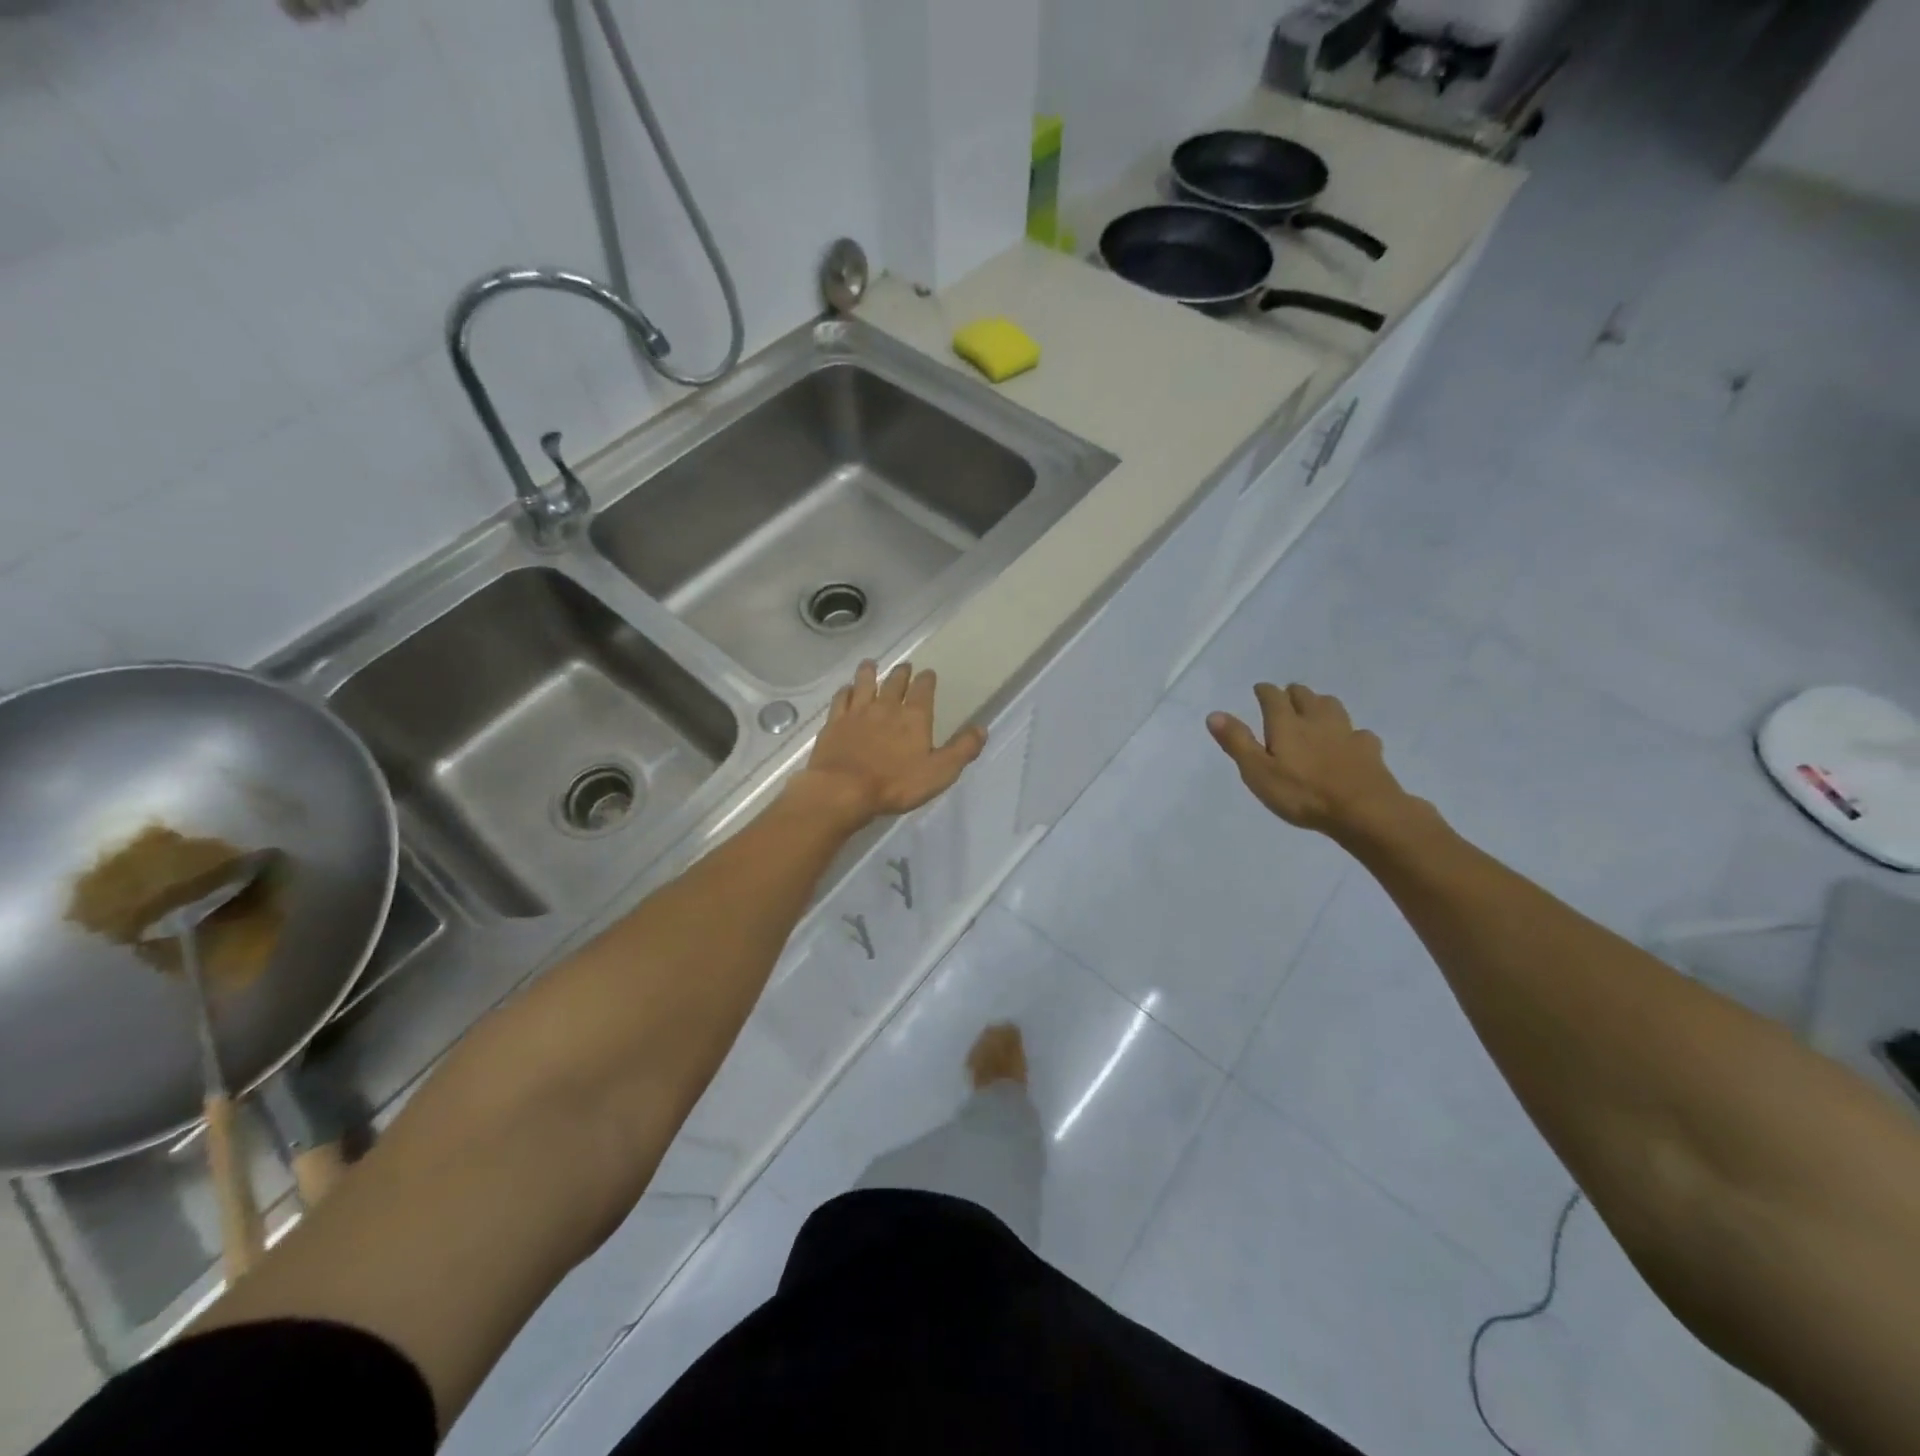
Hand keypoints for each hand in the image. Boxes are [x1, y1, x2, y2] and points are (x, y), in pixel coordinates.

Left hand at [789, 660, 986, 827]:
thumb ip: (962, 749)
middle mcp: (886, 706)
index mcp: (914, 717)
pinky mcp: (835, 722)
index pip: (923, 689)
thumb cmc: (896, 784)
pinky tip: (845, 690)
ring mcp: (857, 712)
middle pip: (894, 682)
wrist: (843, 789)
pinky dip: (845, 691)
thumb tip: (981, 728)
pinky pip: (841, 699)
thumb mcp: (940, 772)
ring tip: (871, 664)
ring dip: (869, 672)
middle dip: (901, 673)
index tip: (928, 673)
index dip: (927, 680)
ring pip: (864, 683)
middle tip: (904, 666)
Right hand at [1208, 683, 1412, 837]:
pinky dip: (1350, 733)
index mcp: (1287, 724)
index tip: (1259, 689)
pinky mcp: (1369, 750)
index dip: (1264, 691)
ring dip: (1320, 703)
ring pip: (1332, 706)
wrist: (1363, 811)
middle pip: (1305, 696)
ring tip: (1315, 710)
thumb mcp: (1258, 772)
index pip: (1273, 697)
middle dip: (1293, 693)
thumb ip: (1237, 742)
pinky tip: (1349, 742)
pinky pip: (1358, 733)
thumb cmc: (1302, 794)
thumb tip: (1214, 714)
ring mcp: (1346, 733)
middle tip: (1285, 698)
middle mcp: (1316, 720)